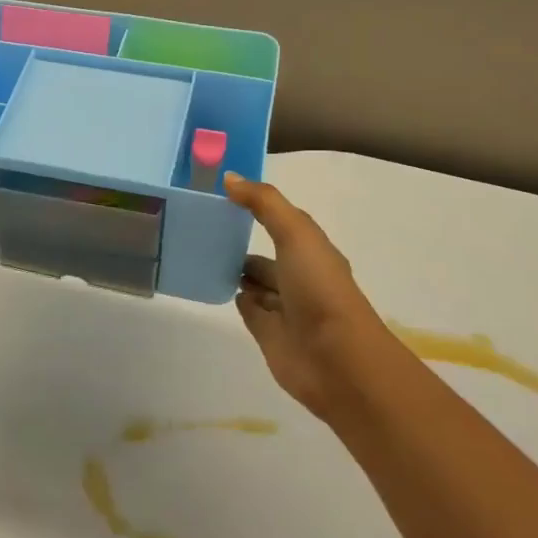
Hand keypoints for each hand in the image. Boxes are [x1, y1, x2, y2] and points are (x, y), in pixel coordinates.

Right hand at [224, 173, 387, 420]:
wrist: (335, 359)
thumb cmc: (320, 289)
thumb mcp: (296, 234)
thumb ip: (264, 203)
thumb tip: (229, 178)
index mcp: (311, 251)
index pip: (281, 223)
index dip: (256, 209)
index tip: (222, 195)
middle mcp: (299, 278)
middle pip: (266, 256)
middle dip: (241, 244)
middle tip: (203, 230)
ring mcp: (284, 308)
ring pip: (256, 284)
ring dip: (236, 272)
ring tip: (202, 255)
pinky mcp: (268, 335)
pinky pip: (248, 310)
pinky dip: (236, 298)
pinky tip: (215, 286)